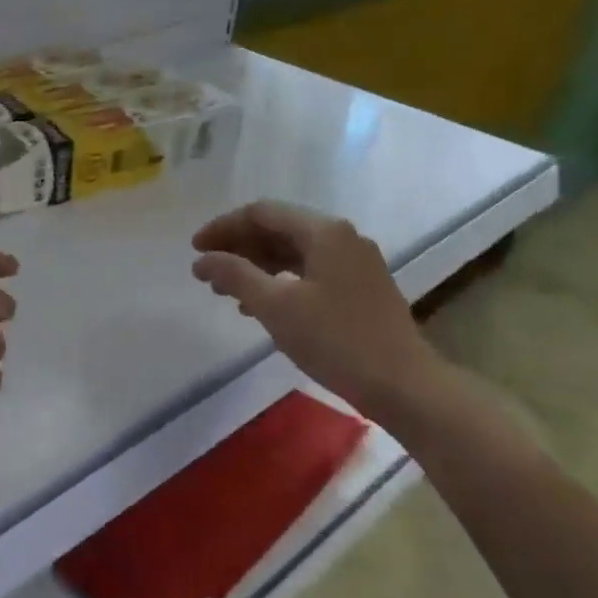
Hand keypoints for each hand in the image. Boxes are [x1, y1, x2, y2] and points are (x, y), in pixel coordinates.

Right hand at [191, 200, 442, 414]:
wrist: (402, 385)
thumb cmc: (335, 340)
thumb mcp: (276, 307)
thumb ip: (235, 275)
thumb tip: (202, 259)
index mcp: (324, 231)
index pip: (261, 213)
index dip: (223, 227)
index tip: (194, 251)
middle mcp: (343, 237)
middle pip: (279, 229)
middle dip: (238, 248)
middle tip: (206, 272)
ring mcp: (356, 263)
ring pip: (294, 253)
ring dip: (257, 267)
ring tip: (226, 292)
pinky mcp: (361, 289)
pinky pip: (310, 273)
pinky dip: (280, 283)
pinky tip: (261, 308)